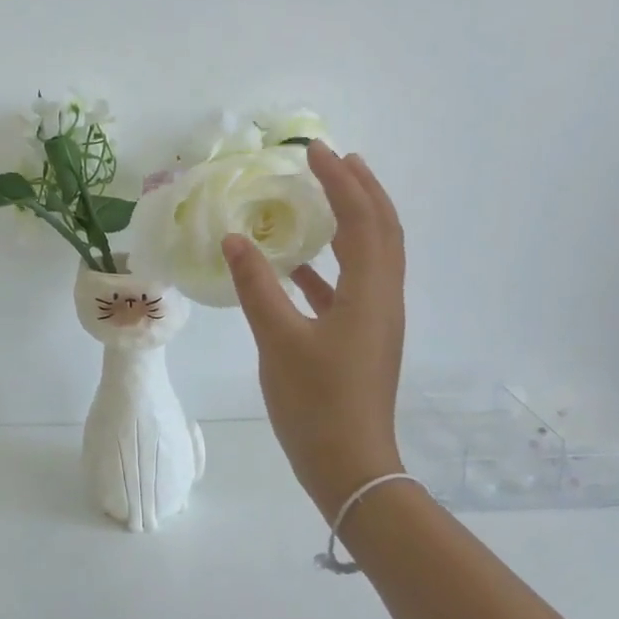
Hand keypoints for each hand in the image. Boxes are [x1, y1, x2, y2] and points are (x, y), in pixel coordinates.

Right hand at [223, 142, 406, 519]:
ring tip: (325, 196)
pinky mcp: (363, 338)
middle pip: (383, 229)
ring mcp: (376, 320)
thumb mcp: (278, 341)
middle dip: (362, 189)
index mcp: (369, 293)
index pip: (362, 219)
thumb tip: (234, 239)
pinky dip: (332, 263)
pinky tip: (299, 265)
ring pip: (372, 255)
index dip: (341, 181)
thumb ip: (257, 287)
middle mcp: (383, 298)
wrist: (350, 467)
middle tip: (335, 159)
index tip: (316, 151)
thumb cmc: (317, 403)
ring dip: (353, 220)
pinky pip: (353, 284)